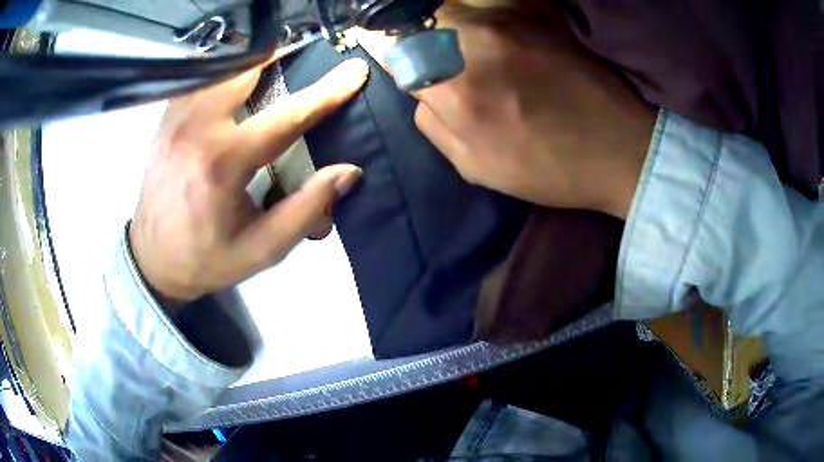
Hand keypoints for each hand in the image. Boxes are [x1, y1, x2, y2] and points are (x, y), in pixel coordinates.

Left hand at [130, 58, 369, 307]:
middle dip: (283, 57)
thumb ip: (307, 209)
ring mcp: (176, 119)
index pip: (286, 116)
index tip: (354, 72)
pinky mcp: (167, 119)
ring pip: (222, 70)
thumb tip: (348, 171)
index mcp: (222, 162)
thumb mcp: (264, 248)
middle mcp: (196, 129)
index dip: (326, 93)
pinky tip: (240, 82)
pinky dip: (227, 73)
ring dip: (254, 63)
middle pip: (248, 71)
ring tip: (279, 64)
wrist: (153, 259)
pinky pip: (203, 81)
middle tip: (309, 55)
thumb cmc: (208, 258)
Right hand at [412, 3, 655, 217]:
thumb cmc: (549, 167)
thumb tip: (418, 90)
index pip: (394, 49)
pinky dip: (477, 15)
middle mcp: (474, 40)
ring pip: (450, 6)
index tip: (396, 59)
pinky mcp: (536, 13)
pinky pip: (486, 3)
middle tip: (432, 56)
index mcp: (455, 88)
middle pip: (419, 19)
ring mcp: (508, 20)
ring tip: (465, 49)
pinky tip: (493, 38)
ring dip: (446, 24)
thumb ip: (433, 124)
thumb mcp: (476, 167)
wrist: (619, 148)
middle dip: (416, 36)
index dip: (389, 52)